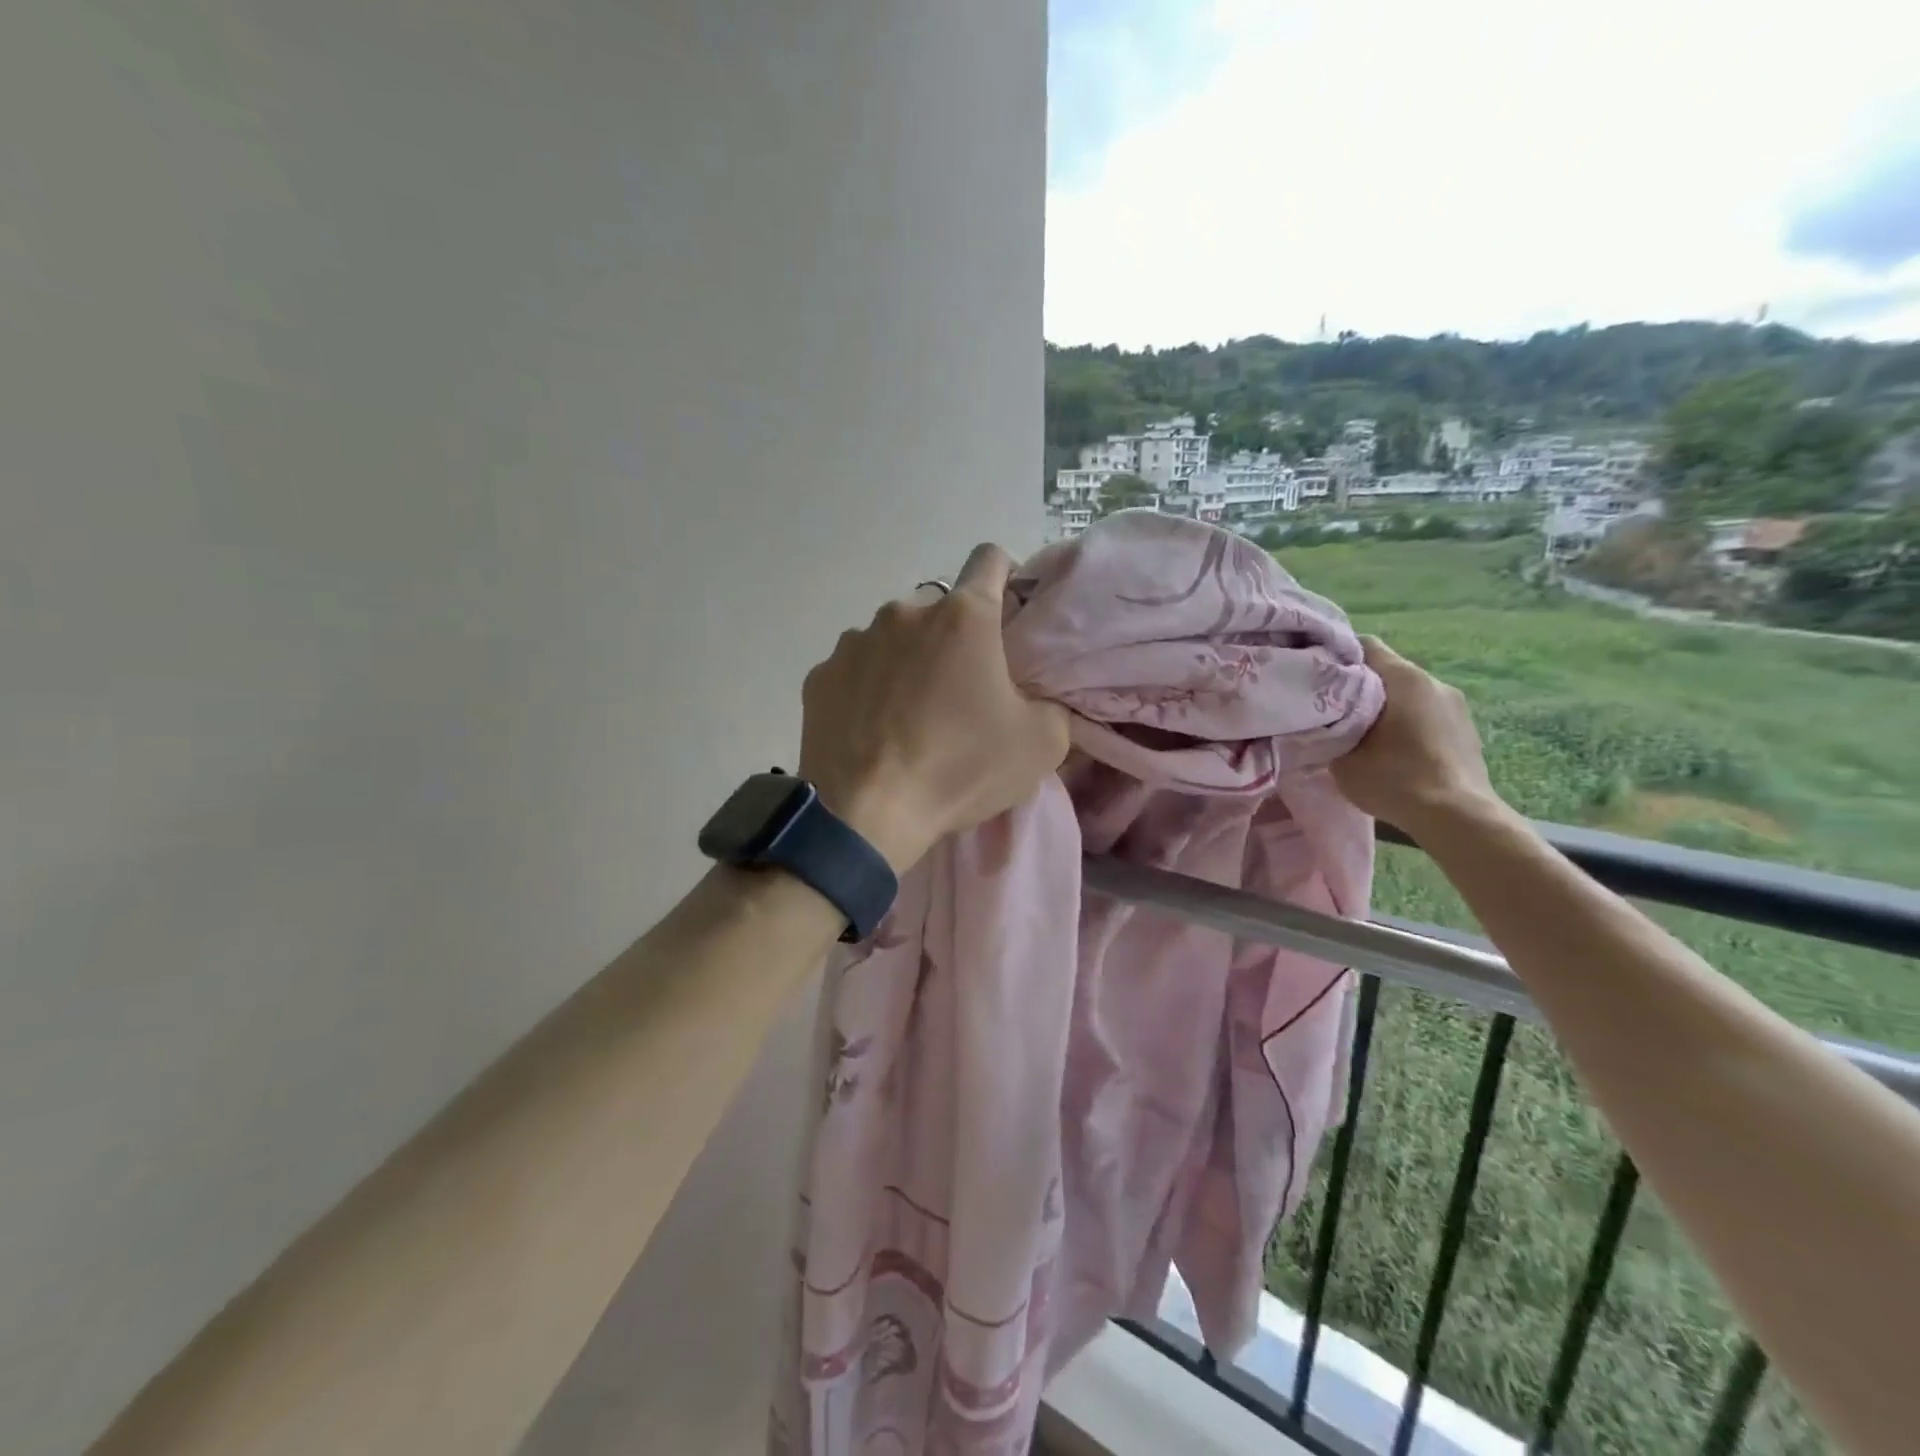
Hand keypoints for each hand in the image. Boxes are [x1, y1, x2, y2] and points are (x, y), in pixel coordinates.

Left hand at [798, 544, 1070, 872]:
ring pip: (894, 638)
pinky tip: (872, 729)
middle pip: (940, 610)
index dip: (1006, 578)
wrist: (865, 815)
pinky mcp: (820, 675)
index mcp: (963, 617)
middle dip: (954, 639)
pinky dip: (868, 688)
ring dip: (908, 662)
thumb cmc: (959, 770)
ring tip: (910, 717)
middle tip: (960, 692)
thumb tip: (1037, 696)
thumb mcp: (1041, 745)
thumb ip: (1051, 704)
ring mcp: (854, 641)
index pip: (991, 560)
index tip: (1007, 616)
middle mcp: (904, 612)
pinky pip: (856, 669)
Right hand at [1330, 636, 1504, 840]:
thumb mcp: (1342, 755)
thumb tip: (1322, 720)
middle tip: (1332, 710)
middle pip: (1387, 671)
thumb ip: (1329, 728)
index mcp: (1404, 677)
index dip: (1336, 657)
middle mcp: (1434, 681)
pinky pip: (1427, 715)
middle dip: (1359, 686)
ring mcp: (1457, 705)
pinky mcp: (1467, 730)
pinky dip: (1408, 725)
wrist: (1457, 818)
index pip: (1364, 646)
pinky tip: (1394, 752)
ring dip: (1385, 708)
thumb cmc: (1394, 779)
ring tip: (1363, 735)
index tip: (1315, 676)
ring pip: (1408, 695)